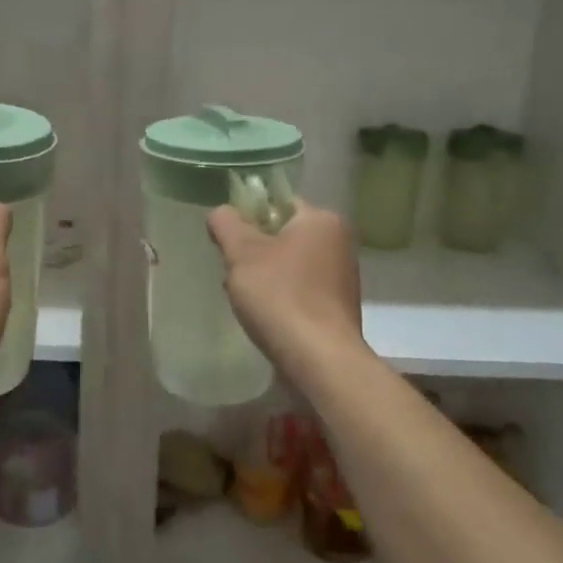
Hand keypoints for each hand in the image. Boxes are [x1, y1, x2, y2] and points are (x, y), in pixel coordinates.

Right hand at [208, 200, 363, 377]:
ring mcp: (341, 278)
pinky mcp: (336, 308)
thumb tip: (221, 212)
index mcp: (322, 220)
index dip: (249, 216)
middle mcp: (339, 243)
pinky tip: (263, 316)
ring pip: (289, 265)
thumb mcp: (242, 253)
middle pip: (283, 235)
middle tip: (231, 270)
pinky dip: (280, 298)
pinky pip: (299, 291)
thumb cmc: (280, 296)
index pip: (279, 202)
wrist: (318, 359)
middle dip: (253, 251)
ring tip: (243, 298)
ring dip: (264, 277)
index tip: (227, 239)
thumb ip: (227, 224)